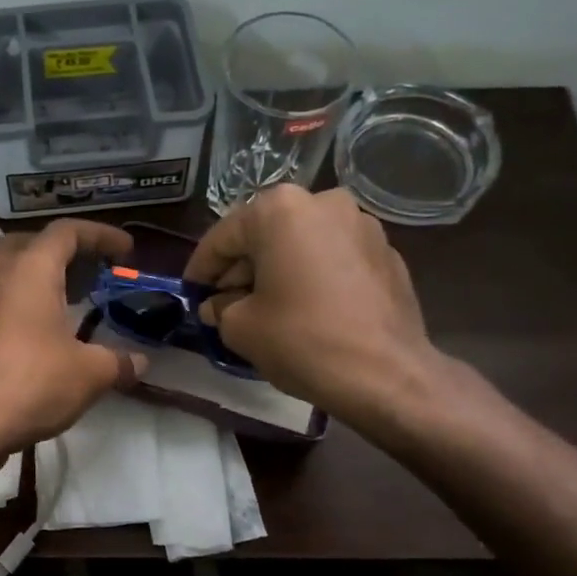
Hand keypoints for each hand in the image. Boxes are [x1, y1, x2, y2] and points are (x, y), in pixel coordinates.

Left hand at [0, 220, 143, 459]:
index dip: (99, 235)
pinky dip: (14, 302)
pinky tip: (33, 331)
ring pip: (2, 270)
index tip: (125, 250)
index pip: (66, 232)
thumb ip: (119, 362)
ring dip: (30, 274)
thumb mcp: (90, 374)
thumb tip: (140, 361)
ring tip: (57, 296)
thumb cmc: (31, 384)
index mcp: (31, 270)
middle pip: (27, 243)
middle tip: (85, 269)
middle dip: (59, 249)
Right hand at [184, 186, 440, 426]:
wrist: (386, 374)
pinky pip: (333, 258)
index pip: (223, 237)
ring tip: (265, 308)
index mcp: (279, 209)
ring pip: (301, 244)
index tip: (190, 293)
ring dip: (277, 271)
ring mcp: (361, 224)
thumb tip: (218, 306)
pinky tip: (306, 310)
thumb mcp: (240, 328)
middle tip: (224, 305)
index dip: (200, 269)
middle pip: (265, 235)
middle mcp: (323, 202)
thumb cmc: (302, 340)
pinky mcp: (386, 252)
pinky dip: (313, 276)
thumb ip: (220, 308)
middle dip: (241, 269)